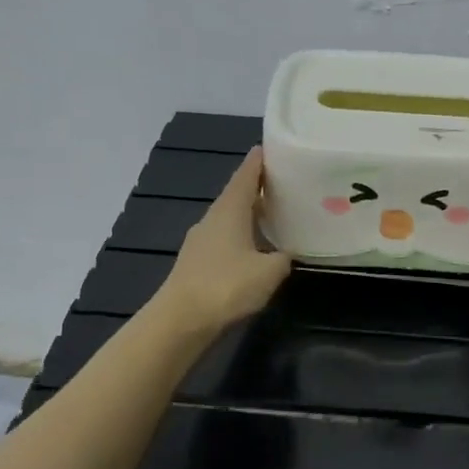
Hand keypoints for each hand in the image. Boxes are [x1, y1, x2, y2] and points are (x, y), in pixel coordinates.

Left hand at [155, 148, 291, 335]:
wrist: (181, 320)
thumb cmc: (227, 286)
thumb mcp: (269, 272)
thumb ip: (283, 258)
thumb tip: (288, 253)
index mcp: (230, 210)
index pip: (246, 175)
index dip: (260, 161)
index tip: (273, 148)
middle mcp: (213, 218)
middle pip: (237, 194)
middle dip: (259, 187)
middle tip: (285, 183)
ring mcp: (201, 240)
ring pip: (230, 217)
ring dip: (249, 213)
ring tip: (274, 213)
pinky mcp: (197, 262)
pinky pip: (224, 238)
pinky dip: (241, 235)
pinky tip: (254, 248)